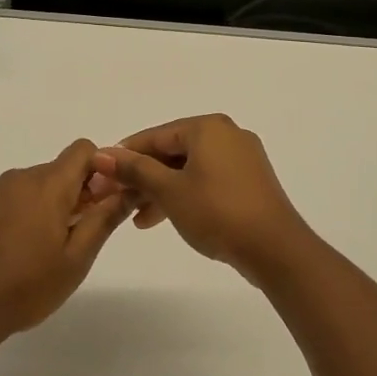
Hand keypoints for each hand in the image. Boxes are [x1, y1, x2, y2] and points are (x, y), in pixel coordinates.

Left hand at [0, 139, 129, 340]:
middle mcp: (19, 177)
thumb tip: (127, 189)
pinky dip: (19, 211)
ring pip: (32, 184)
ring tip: (39, 248)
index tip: (98, 203)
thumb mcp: (76, 259)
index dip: (98, 170)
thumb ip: (104, 219)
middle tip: (72, 237)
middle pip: (58, 170)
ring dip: (45, 204)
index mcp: (48, 185)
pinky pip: (8, 196)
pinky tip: (12, 248)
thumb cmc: (28, 287)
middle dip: (72, 194)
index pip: (82, 150)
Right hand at [91, 115, 315, 285]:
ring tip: (138, 219)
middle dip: (142, 178)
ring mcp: (242, 158)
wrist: (275, 249)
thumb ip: (135, 170)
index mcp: (207, 127)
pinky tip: (168, 218)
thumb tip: (101, 154)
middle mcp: (226, 134)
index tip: (101, 176)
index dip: (125, 156)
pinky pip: (207, 181)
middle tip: (116, 201)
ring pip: (189, 169)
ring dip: (161, 190)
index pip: (155, 136)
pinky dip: (185, 195)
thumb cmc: (217, 211)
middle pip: (172, 152)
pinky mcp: (250, 182)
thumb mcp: (169, 191)